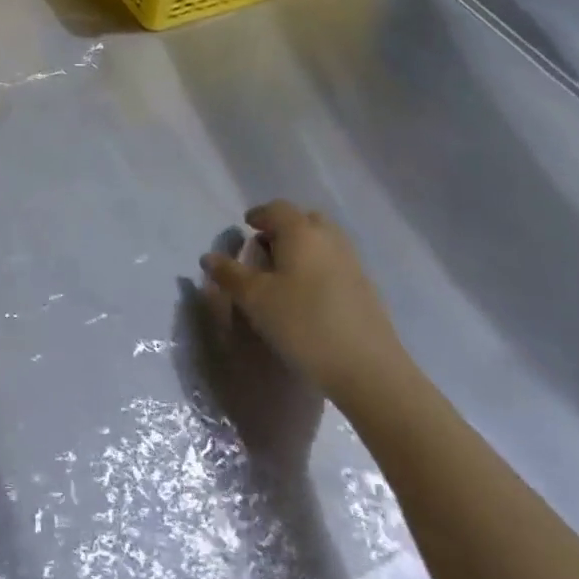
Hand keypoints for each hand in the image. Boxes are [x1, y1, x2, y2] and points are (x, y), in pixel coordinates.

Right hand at [200, 200, 409, 408]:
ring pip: (323, 241)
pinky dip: (319, 267)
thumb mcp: (255, 299)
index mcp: (301, 232)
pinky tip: (308, 296)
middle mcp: (329, 239)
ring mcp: (353, 263)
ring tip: (284, 274)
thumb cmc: (303, 324)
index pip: (277, 209)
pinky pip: (336, 263)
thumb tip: (209, 257)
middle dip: (284, 228)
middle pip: (305, 220)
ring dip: (303, 248)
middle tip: (266, 248)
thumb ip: (229, 274)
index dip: (259, 215)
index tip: (246, 227)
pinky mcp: (366, 289)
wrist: (369, 370)